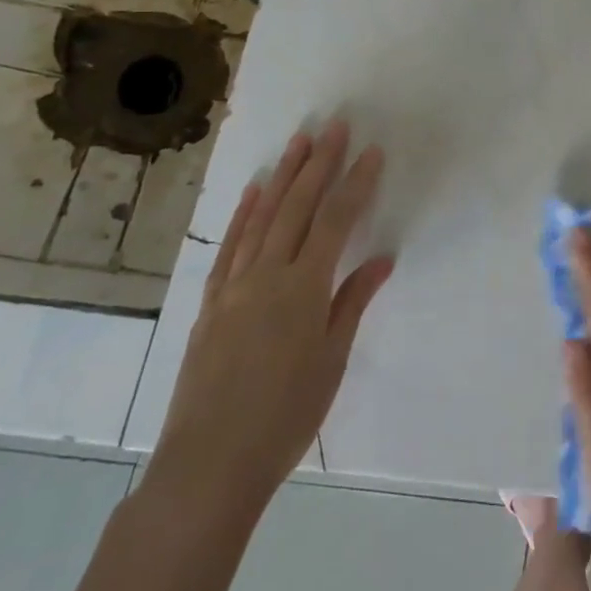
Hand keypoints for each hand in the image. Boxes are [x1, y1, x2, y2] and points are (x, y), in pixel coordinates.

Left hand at [147, 121, 391, 518]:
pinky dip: (243, 215)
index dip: (356, 183)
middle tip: (333, 125)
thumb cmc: (285, 416)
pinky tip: (253, 192)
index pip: (337, 221)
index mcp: (304, 288)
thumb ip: (352, 302)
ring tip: (298, 142)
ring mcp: (234, 286)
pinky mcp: (211, 303)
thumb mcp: (331, 360)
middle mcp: (267, 275)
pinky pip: (229, 248)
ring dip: (282, 177)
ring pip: (262, 218)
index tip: (371, 151)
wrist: (209, 465)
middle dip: (318, 163)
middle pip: (298, 207)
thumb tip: (381, 260)